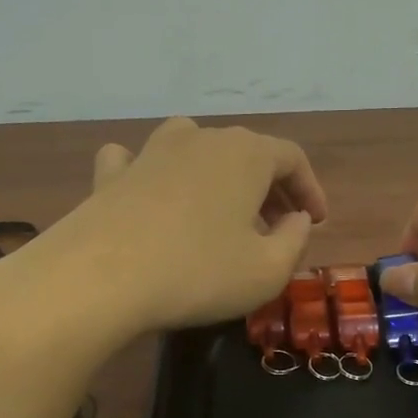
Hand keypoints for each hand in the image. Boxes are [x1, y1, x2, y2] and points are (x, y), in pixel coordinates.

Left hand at [36, 117, 325, 335]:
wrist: (100, 278)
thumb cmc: (199, 273)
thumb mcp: (268, 270)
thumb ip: (295, 240)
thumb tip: (297, 218)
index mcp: (246, 154)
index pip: (292, 158)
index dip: (310, 189)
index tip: (317, 221)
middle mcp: (200, 139)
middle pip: (247, 153)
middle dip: (269, 188)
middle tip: (279, 226)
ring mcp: (150, 152)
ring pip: (196, 149)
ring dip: (218, 177)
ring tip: (223, 212)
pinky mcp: (111, 175)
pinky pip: (139, 161)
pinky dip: (153, 173)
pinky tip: (151, 190)